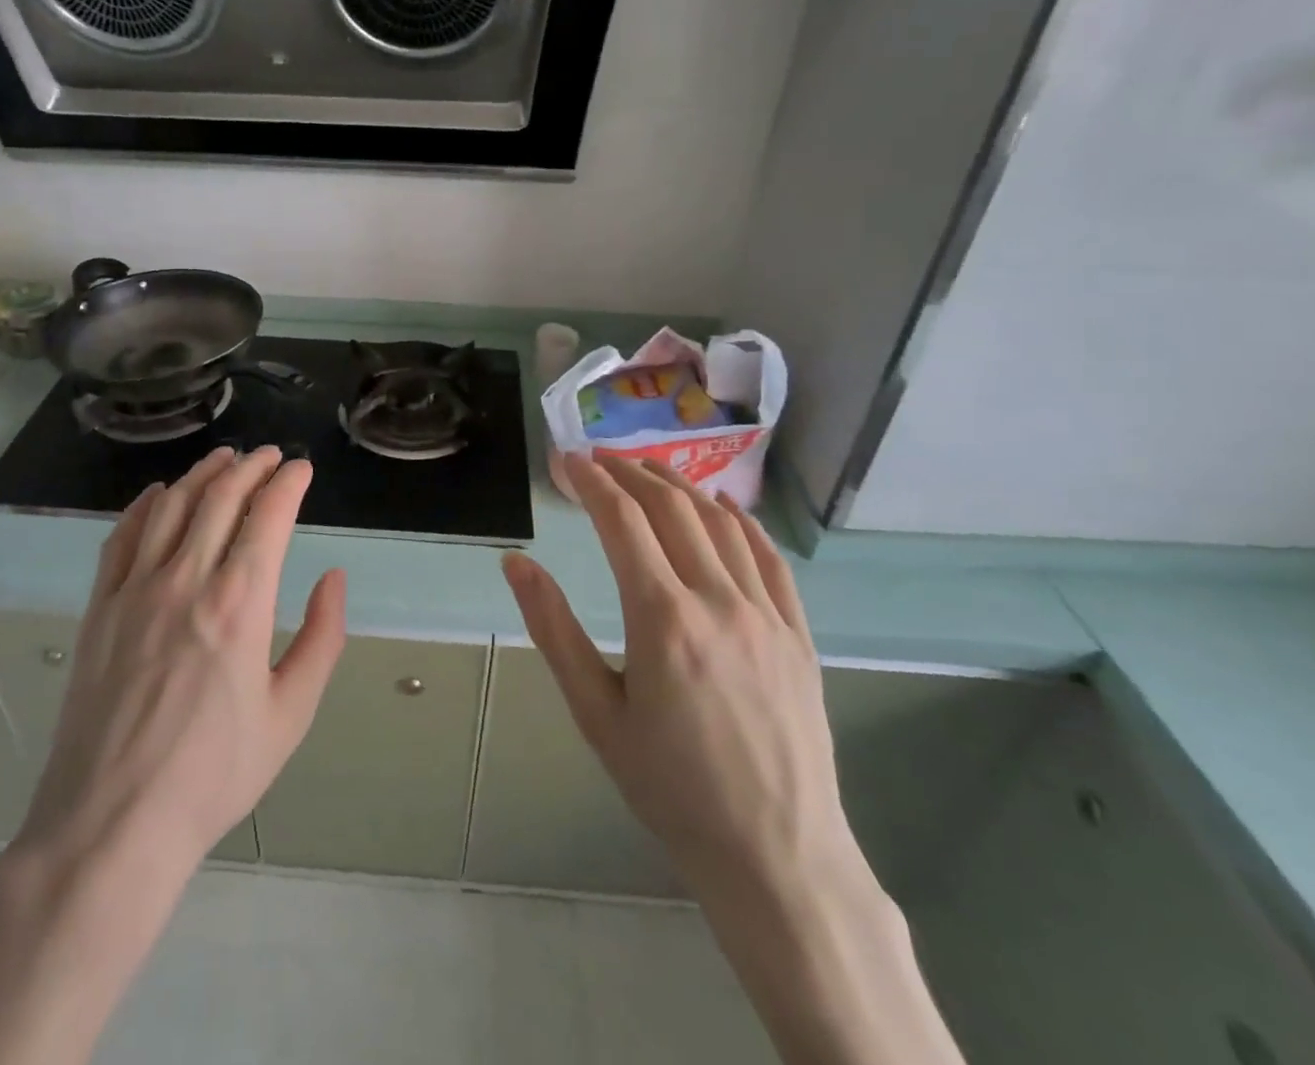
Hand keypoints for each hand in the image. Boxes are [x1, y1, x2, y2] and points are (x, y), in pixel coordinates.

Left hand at [12, 445, 347, 873]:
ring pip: (171, 506)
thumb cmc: (213, 774)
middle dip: (250, 466)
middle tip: (269, 456)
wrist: (111, 823)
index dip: (288, 482)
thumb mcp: (291, 715)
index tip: (301, 469)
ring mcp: (135, 590)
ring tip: (224, 459)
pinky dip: (145, 505)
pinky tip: (159, 494)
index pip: (268, 515)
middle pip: (220, 497)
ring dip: (202, 474)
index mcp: (240, 603)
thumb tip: (334, 578)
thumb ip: (321, 638)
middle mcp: (186, 580)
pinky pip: (122, 537)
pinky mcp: (100, 608)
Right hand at [502, 453, 864, 913]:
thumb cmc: (670, 788)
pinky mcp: (797, 633)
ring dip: (679, 486)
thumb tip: (516, 562)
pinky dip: (740, 521)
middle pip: (671, 508)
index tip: (568, 460)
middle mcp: (718, 601)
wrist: (776, 856)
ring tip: (647, 469)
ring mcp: (766, 614)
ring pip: (719, 523)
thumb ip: (554, 629)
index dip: (591, 482)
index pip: (622, 521)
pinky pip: (768, 558)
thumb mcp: (595, 713)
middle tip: (599, 457)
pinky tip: (723, 506)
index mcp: (663, 619)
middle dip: (630, 472)